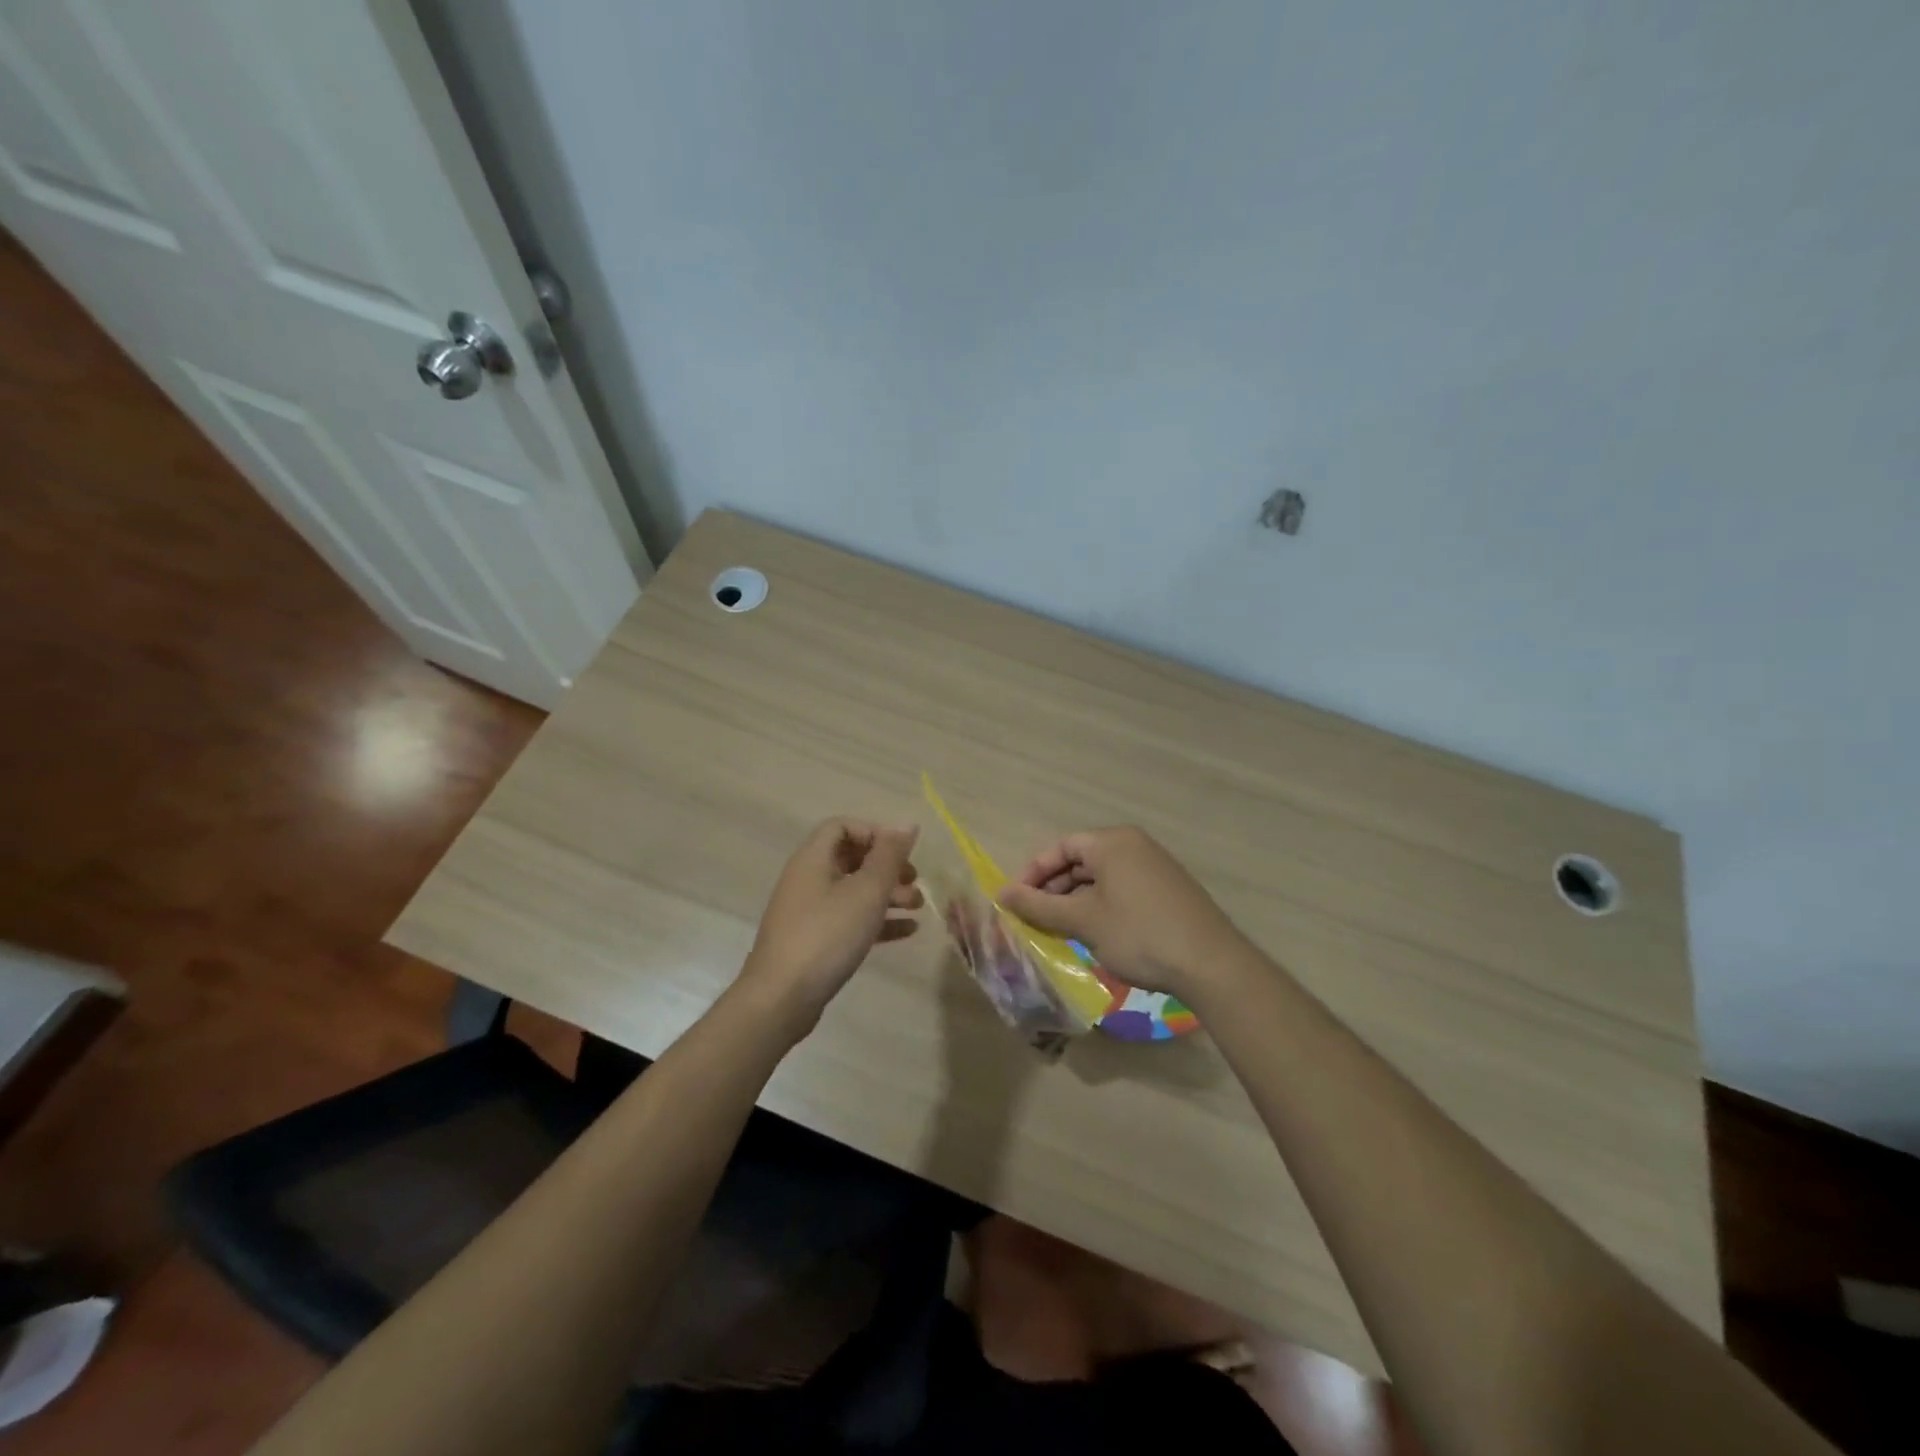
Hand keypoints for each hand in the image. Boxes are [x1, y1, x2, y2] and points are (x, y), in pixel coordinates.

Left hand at [736, 818, 922, 1035]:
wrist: (781, 998)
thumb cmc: (827, 935)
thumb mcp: (866, 892)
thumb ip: (890, 856)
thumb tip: (907, 822)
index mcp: (813, 859)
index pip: (843, 826)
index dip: (874, 833)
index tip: (901, 853)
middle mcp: (808, 879)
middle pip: (852, 859)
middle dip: (887, 867)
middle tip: (916, 881)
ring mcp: (809, 911)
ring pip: (854, 891)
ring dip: (887, 894)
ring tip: (918, 907)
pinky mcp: (815, 940)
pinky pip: (850, 919)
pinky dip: (877, 920)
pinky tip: (907, 931)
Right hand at [997, 826, 1244, 1005]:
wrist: (1211, 964)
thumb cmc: (1138, 934)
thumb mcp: (1082, 921)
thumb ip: (1038, 906)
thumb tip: (1001, 894)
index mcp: (1112, 842)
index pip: (1061, 846)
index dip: (1033, 872)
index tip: (1015, 901)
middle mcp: (1134, 846)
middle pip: (1080, 860)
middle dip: (1053, 889)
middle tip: (1034, 919)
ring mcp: (1154, 868)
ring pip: (1101, 878)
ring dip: (1075, 901)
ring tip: (1058, 930)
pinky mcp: (1168, 891)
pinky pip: (1121, 890)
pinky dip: (1100, 907)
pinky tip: (1093, 935)